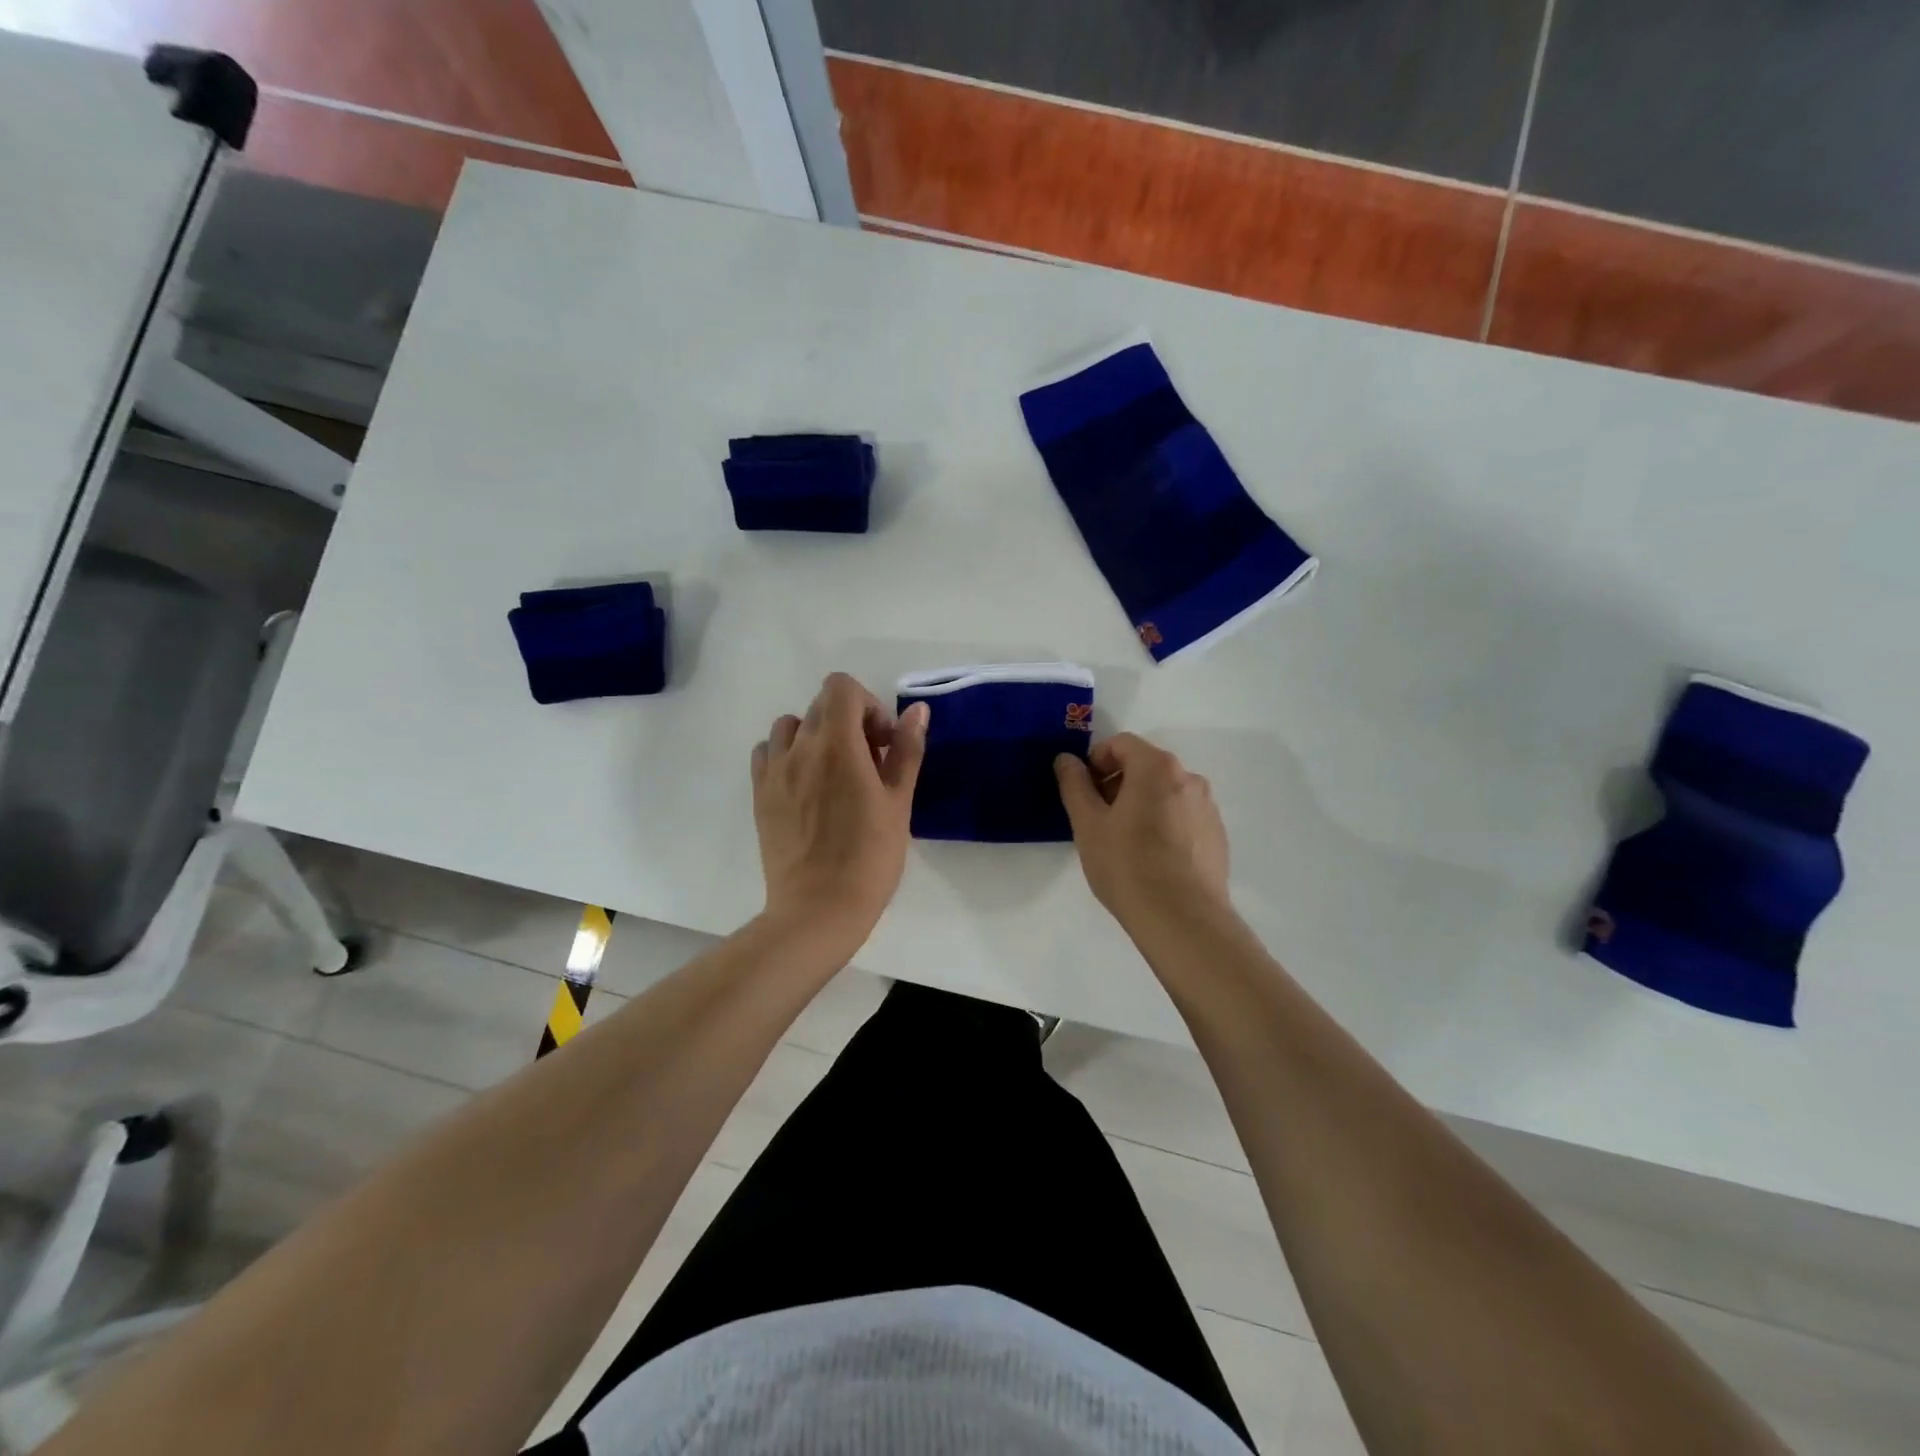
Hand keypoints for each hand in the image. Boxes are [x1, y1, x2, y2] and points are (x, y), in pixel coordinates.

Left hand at [751, 673, 927, 952]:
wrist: (818, 909)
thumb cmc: (870, 857)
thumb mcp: (899, 802)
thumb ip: (906, 750)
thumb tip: (916, 711)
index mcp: (836, 744)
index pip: (841, 687)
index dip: (867, 705)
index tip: (882, 742)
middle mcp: (799, 748)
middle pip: (820, 705)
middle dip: (849, 721)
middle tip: (869, 762)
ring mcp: (773, 771)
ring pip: (790, 726)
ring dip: (815, 735)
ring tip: (834, 773)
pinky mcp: (759, 794)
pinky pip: (768, 753)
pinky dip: (788, 755)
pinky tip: (806, 786)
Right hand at [1055, 734, 1230, 927]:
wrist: (1182, 919)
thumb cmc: (1127, 865)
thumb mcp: (1088, 824)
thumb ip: (1075, 785)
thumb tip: (1066, 759)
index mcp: (1157, 768)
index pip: (1122, 744)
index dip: (1096, 760)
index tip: (1083, 790)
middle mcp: (1189, 778)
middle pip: (1145, 766)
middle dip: (1117, 783)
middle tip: (1097, 818)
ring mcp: (1207, 808)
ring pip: (1165, 793)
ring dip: (1140, 804)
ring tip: (1122, 842)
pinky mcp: (1216, 836)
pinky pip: (1182, 816)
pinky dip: (1162, 824)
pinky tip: (1150, 859)